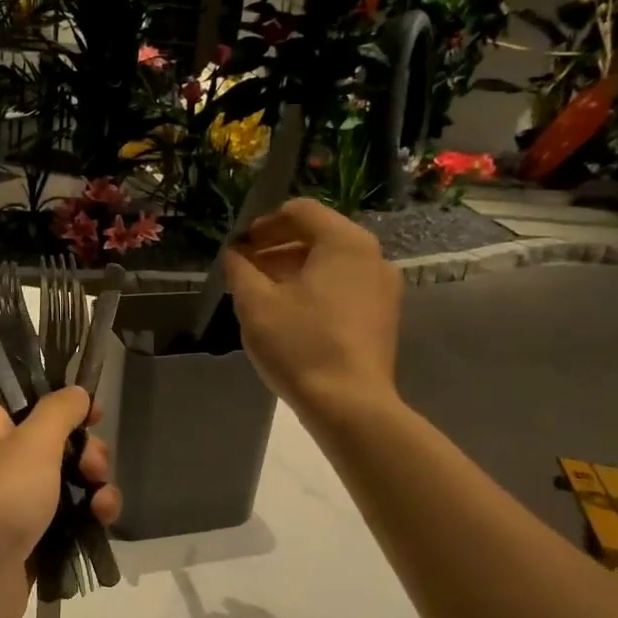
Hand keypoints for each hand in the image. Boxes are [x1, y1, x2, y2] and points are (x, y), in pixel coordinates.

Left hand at [0, 388, 120, 617]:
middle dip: (90, 455)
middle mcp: (6, 464)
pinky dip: (90, 518)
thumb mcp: (33, 442)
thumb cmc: (0, 497)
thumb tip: (77, 392)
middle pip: (62, 447)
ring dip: (97, 489)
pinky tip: (102, 523)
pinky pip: (72, 520)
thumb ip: (59, 411)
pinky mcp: (36, 540)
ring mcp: (21, 505)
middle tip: (94, 469)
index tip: (96, 417)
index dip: (69, 409)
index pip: (35, 407)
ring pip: (72, 485)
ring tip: (103, 505)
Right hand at [224, 198, 399, 418]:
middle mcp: (372, 257)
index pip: (300, 211)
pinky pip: (344, 287)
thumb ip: (240, 269)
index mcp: (345, 243)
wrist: (349, 405)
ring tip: (262, 294)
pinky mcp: (382, 317)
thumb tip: (234, 253)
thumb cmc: (300, 345)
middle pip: (318, 235)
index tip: (239, 247)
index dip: (264, 224)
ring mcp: (382, 288)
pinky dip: (314, 289)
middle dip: (277, 248)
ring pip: (331, 264)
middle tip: (245, 269)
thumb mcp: (255, 303)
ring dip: (294, 270)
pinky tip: (290, 315)